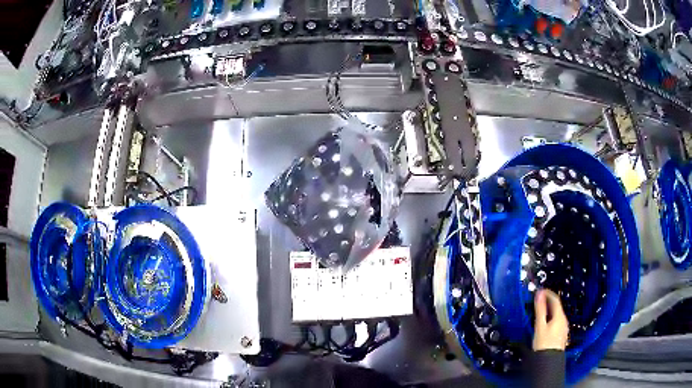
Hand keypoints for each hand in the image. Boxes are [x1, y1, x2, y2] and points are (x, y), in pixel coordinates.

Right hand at [533, 289, 568, 350]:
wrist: (548, 362)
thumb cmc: (543, 343)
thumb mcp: (540, 326)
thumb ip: (540, 310)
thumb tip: (539, 294)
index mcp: (559, 316)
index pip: (555, 299)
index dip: (547, 293)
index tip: (539, 291)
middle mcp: (564, 320)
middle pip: (556, 307)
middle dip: (547, 301)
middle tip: (537, 300)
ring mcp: (563, 328)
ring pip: (556, 314)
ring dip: (549, 310)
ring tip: (539, 310)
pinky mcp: (561, 334)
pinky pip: (556, 321)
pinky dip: (550, 317)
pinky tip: (544, 323)